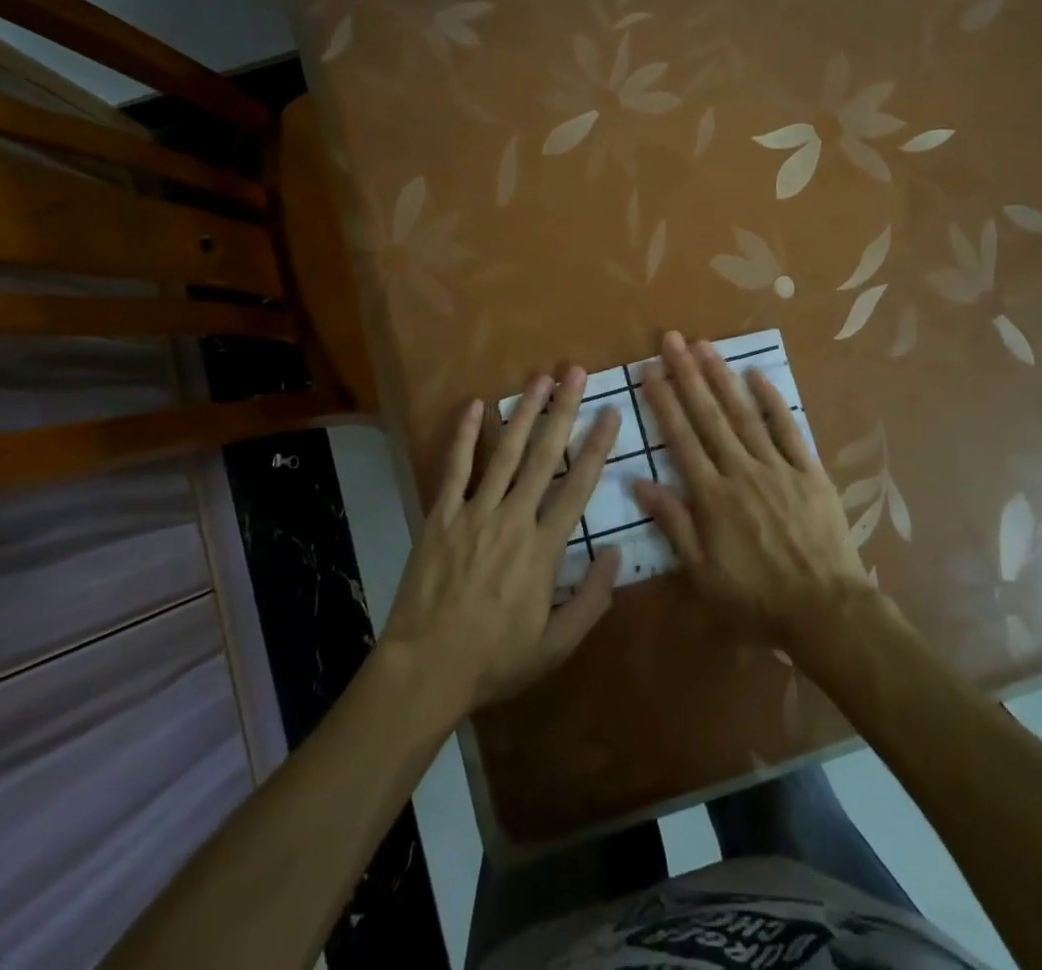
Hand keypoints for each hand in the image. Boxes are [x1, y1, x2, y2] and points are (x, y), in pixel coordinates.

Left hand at [380, 368, 621, 720]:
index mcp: (544, 548)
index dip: (597, 446)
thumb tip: (614, 554)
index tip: (610, 412)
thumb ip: (591, 600)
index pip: (579, 486)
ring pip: (504, 452)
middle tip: (575, 373)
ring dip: (524, 413)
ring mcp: (475, 513)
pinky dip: (464, 436)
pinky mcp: (442, 516)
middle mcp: (513, 518)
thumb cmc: (495, 659)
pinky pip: (455, 468)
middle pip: (543, 456)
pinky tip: (474, 406)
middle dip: (563, 411)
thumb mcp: (555, 646)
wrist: (427, 668)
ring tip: (540, 379)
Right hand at [635, 332, 873, 646]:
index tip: (650, 369)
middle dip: (688, 375)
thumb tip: (638, 482)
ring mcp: (777, 467)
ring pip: (744, 414)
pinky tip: (757, 375)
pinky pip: (789, 428)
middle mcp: (740, 470)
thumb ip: (673, 523)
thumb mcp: (703, 573)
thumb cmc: (756, 597)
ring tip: (705, 346)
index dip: (663, 401)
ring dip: (723, 378)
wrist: (824, 609)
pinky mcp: (809, 470)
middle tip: (673, 340)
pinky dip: (773, 400)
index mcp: (712, 495)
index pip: (681, 438)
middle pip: (709, 415)